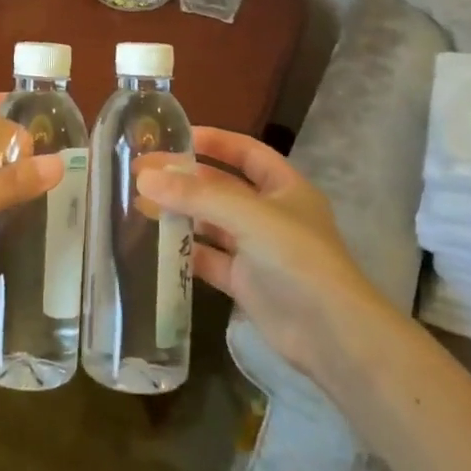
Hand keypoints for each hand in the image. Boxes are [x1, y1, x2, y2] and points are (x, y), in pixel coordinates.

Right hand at [137, 128, 387, 388]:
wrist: (330, 334)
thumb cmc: (297, 258)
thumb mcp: (248, 216)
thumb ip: (196, 195)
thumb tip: (144, 176)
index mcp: (284, 187)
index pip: (246, 152)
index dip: (214, 141)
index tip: (175, 136)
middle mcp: (270, 214)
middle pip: (222, 187)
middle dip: (185, 178)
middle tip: (142, 172)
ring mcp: (257, 249)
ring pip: (211, 223)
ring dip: (180, 213)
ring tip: (140, 203)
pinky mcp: (244, 282)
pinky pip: (208, 259)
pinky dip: (184, 251)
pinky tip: (155, 244)